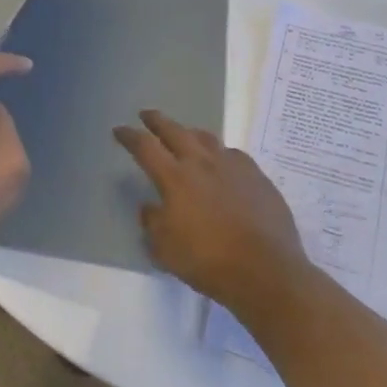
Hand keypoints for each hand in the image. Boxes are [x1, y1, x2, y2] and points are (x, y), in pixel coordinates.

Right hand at [114, 110, 309, 319]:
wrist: (266, 271)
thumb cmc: (208, 261)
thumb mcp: (165, 249)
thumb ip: (152, 222)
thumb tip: (150, 207)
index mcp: (175, 178)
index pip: (145, 147)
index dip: (129, 136)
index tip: (119, 130)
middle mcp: (202, 163)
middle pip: (175, 131)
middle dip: (157, 121)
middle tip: (147, 115)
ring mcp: (233, 166)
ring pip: (207, 138)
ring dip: (190, 133)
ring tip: (185, 134)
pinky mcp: (258, 177)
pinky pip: (234, 155)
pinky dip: (221, 154)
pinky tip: (223, 162)